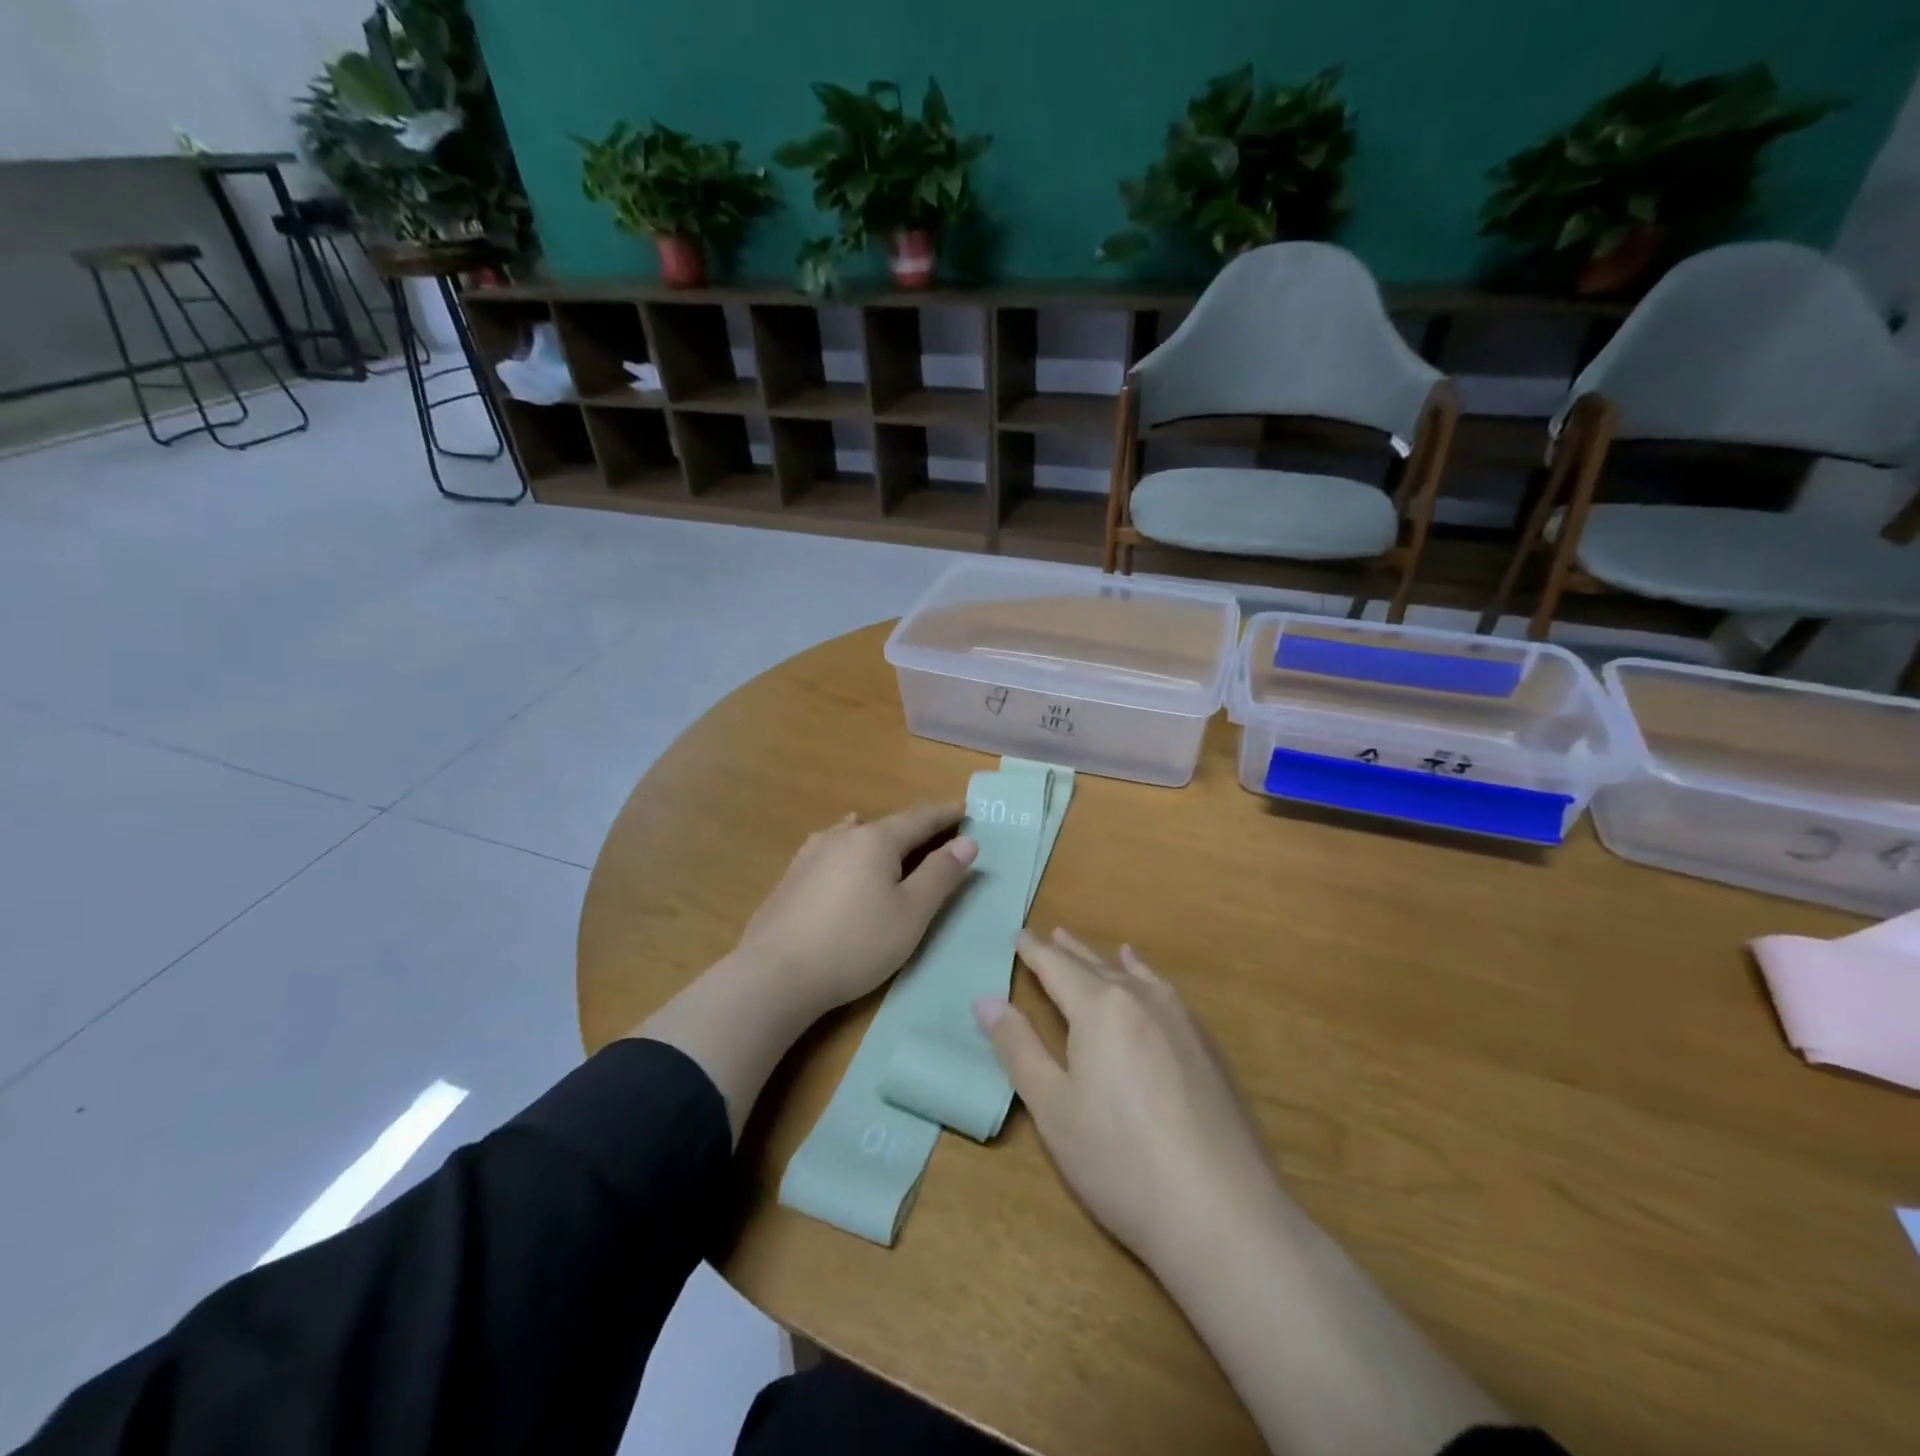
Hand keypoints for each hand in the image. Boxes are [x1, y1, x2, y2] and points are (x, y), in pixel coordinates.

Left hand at [735, 803, 978, 1019]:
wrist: (776, 973)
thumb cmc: (857, 943)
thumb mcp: (912, 913)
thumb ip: (940, 875)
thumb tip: (968, 841)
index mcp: (876, 840)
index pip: (920, 819)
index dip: (945, 815)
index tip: (965, 809)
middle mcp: (842, 836)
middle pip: (886, 825)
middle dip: (914, 828)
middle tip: (935, 831)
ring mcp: (811, 854)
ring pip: (852, 834)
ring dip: (876, 835)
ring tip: (885, 836)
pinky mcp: (791, 877)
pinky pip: (831, 851)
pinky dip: (849, 850)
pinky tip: (840, 858)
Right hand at [976, 928, 1282, 1272]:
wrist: (1221, 1213)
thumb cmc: (1119, 1161)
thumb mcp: (1052, 1108)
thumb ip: (1018, 1047)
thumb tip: (986, 999)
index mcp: (1099, 1009)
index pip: (1057, 968)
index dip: (1034, 952)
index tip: (1018, 935)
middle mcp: (1141, 1001)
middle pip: (1097, 967)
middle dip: (1071, 952)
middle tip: (1051, 934)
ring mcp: (1181, 1022)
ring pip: (1137, 977)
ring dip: (1112, 962)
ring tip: (1106, 949)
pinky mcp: (1208, 1049)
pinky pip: (1167, 994)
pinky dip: (1150, 980)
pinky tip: (1153, 986)